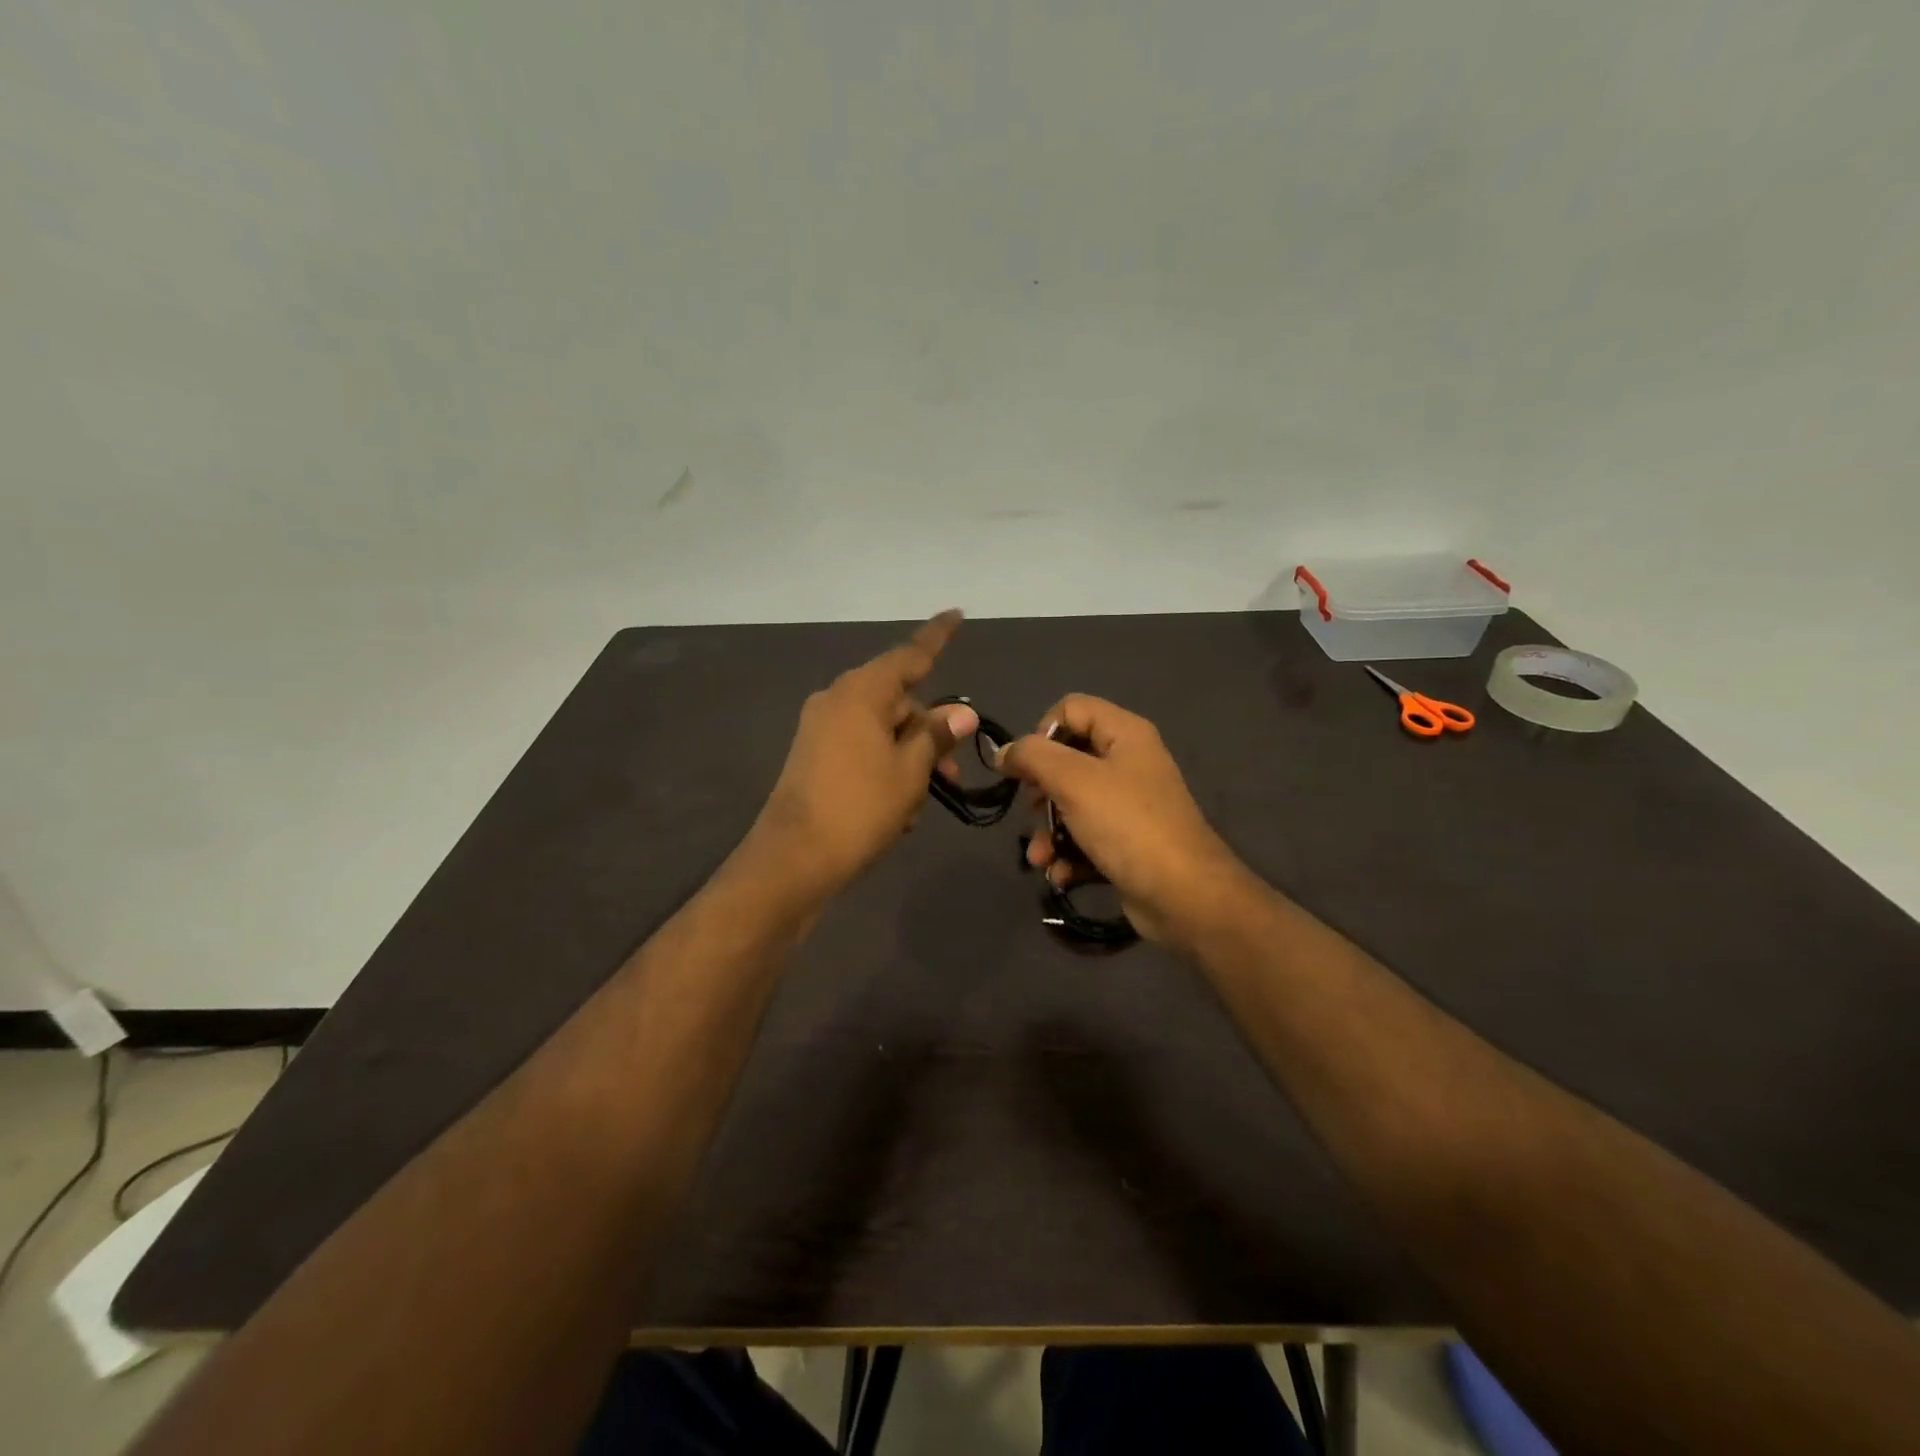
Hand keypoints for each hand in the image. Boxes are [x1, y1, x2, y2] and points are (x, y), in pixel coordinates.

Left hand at [752, 610, 978, 900]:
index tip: (957, 613)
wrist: (793, 859)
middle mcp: (837, 700)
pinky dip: (884, 768)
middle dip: (929, 731)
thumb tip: (961, 711)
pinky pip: (860, 748)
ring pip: (881, 729)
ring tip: (920, 804)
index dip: (937, 637)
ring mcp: (821, 728)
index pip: (910, 655)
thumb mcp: (910, 771)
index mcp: (861, 692)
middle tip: (952, 773)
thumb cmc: (860, 808)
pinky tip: (897, 809)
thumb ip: (936, 735)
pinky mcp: (813, 755)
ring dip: (909, 758)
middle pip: (898, 700)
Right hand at [998, 695, 1242, 946]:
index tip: (1028, 767)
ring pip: (1071, 804)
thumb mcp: (1073, 781)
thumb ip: (1032, 757)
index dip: (1042, 732)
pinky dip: (1067, 855)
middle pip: (1066, 760)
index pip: (1071, 709)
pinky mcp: (1126, 842)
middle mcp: (1129, 763)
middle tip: (1034, 811)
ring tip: (1040, 857)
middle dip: (1041, 791)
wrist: (1183, 896)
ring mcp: (1129, 805)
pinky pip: (1085, 837)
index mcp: (1125, 734)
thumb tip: (1004, 752)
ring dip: (1048, 831)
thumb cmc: (1127, 825)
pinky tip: (1060, 874)